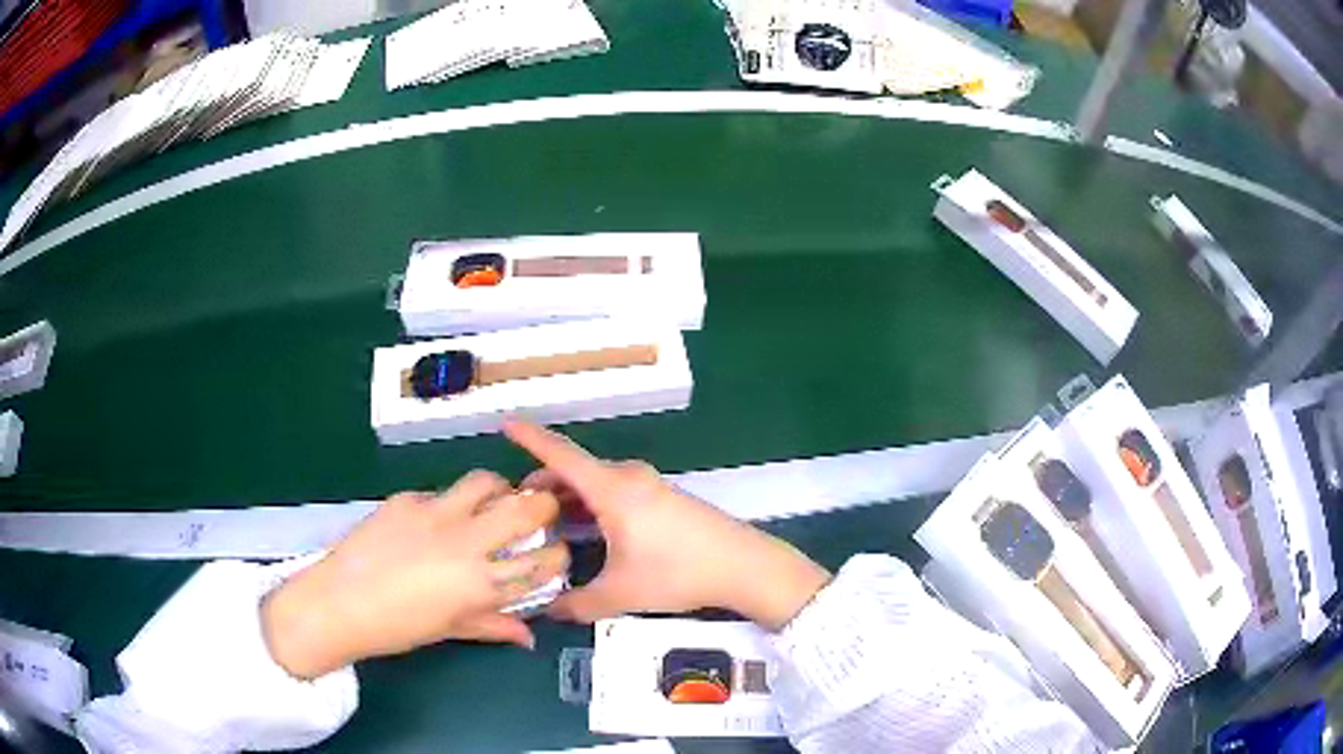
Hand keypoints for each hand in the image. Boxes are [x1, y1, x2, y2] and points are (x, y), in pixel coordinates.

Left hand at [262, 472, 568, 678]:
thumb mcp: (450, 630)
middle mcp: (467, 543)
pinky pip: (441, 492)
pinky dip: (449, 503)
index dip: (558, 555)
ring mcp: (435, 514)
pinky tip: (434, 521)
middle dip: (545, 507)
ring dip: (498, 490)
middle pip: (527, 508)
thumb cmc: (398, 628)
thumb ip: (493, 626)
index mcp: (482, 583)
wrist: (338, 604)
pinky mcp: (407, 498)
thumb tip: (527, 635)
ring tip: (492, 503)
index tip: (555, 555)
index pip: (543, 561)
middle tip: (539, 514)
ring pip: (486, 481)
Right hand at [505, 420, 829, 630]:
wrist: (743, 565)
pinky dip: (593, 502)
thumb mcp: (621, 593)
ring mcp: (649, 485)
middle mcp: (628, 478)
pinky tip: (586, 527)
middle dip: (544, 483)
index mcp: (612, 489)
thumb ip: (578, 604)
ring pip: (597, 482)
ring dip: (570, 495)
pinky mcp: (664, 497)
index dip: (530, 439)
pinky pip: (616, 490)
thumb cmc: (678, 573)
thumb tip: (548, 611)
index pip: (560, 455)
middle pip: (575, 470)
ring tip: (547, 520)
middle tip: (518, 508)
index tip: (504, 423)